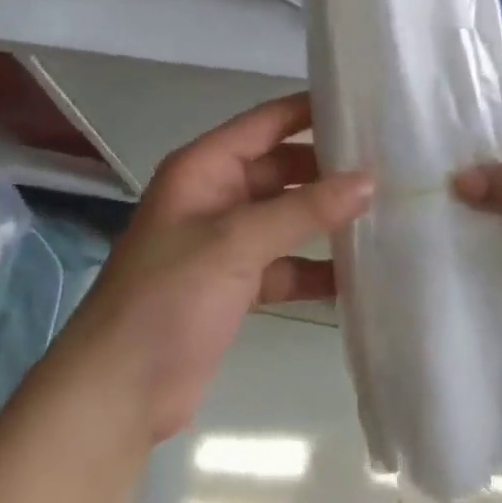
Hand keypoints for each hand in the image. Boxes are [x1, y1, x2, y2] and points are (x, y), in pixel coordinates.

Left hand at [54, 94, 371, 443]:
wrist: (115, 395)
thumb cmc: (168, 297)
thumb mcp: (236, 243)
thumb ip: (303, 210)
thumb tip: (368, 180)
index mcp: (204, 168)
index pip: (265, 122)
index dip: (310, 110)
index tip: (364, 107)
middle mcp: (216, 195)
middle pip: (281, 168)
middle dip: (327, 170)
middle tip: (386, 166)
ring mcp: (225, 242)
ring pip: (285, 217)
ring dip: (324, 220)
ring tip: (383, 214)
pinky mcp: (234, 286)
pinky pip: (283, 264)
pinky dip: (313, 269)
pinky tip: (355, 276)